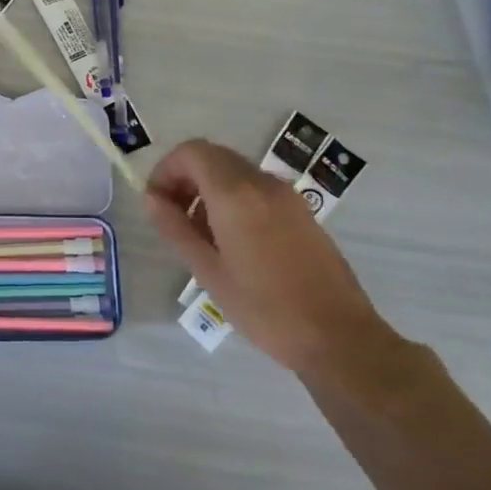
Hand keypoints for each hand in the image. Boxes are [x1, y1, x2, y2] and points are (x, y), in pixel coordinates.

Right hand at [145, 139, 399, 379]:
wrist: (338, 337)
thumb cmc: (264, 308)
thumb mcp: (208, 271)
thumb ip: (175, 228)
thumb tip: (152, 198)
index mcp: (236, 194)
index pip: (192, 152)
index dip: (166, 170)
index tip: (156, 202)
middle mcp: (263, 183)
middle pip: (213, 157)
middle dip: (185, 178)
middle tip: (172, 217)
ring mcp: (287, 196)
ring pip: (235, 172)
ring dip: (209, 189)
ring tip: (201, 236)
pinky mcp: (302, 212)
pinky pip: (256, 189)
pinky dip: (233, 199)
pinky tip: (232, 242)